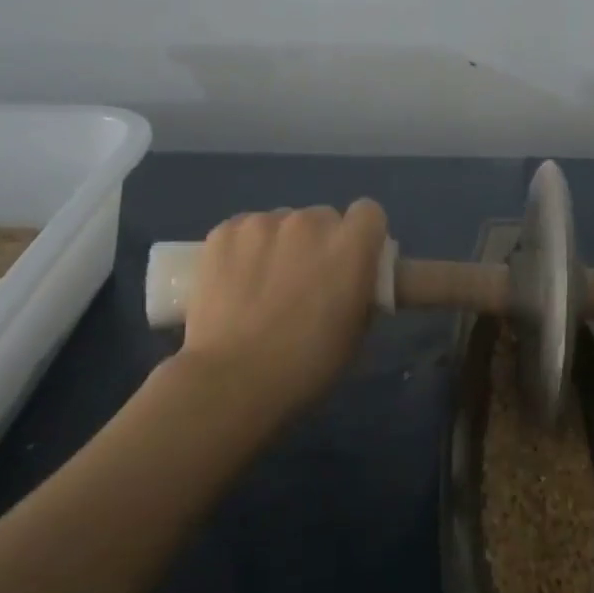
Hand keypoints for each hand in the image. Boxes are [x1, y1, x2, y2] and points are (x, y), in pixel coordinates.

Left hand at [178, 201, 388, 422]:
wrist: (230, 380)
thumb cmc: (305, 366)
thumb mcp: (356, 333)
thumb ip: (360, 291)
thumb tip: (353, 280)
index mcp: (351, 246)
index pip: (369, 212)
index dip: (362, 235)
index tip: (352, 261)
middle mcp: (310, 222)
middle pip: (323, 218)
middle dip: (320, 242)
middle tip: (306, 281)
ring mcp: (263, 223)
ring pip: (281, 223)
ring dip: (281, 244)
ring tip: (262, 284)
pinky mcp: (224, 232)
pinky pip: (245, 230)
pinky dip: (245, 248)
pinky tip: (234, 281)